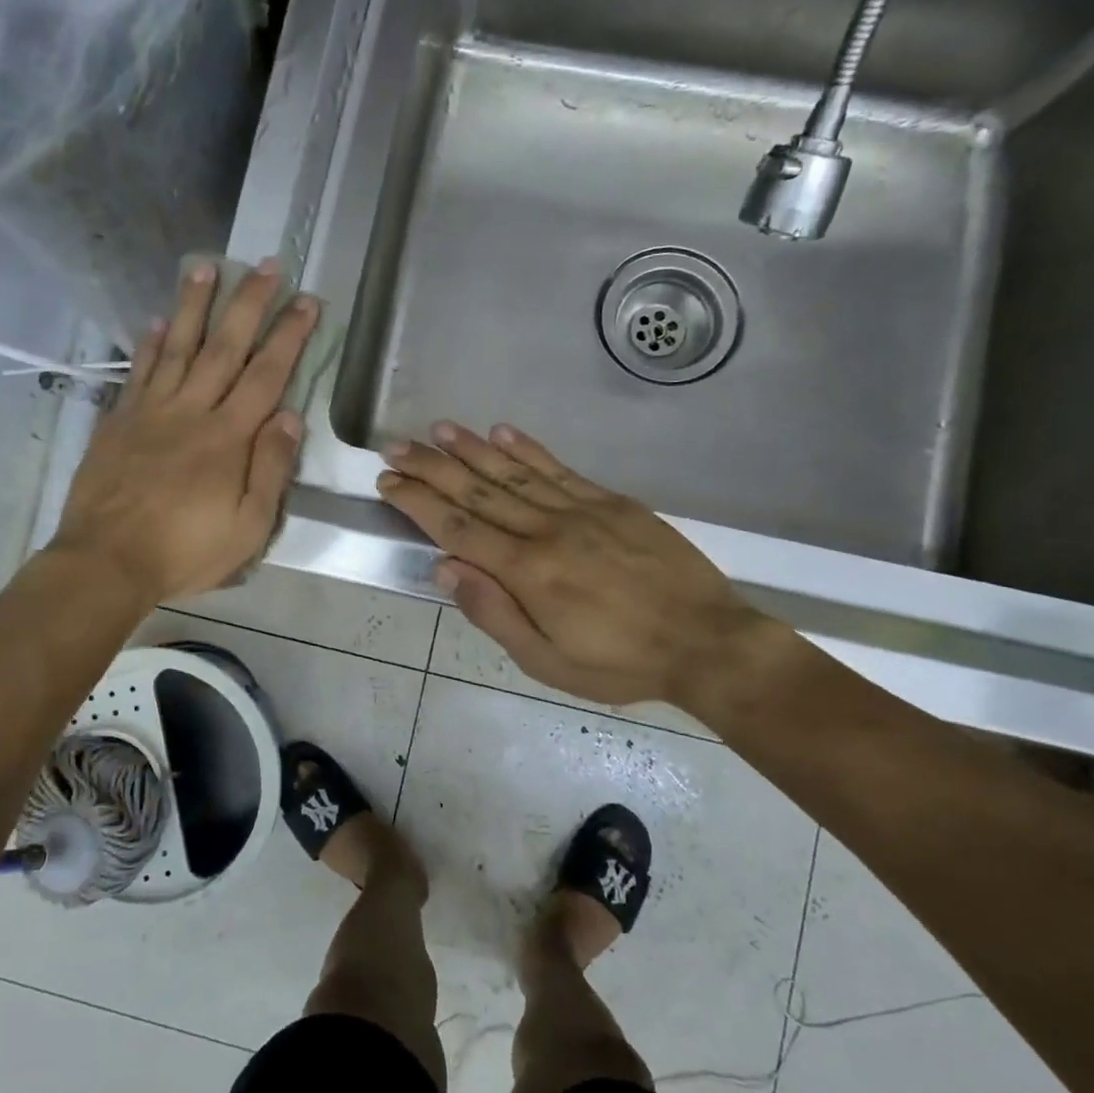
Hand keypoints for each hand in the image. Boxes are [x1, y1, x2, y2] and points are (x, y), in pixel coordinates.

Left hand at [51, 260, 318, 605]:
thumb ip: (270, 469)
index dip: (289, 335)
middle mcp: (191, 411)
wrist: (106, 561)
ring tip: (206, 267)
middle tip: (268, 265)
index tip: (306, 301)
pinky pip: (138, 372)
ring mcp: (151, 412)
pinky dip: (150, 344)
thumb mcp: (247, 527)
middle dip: (249, 304)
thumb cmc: (184, 551)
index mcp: (228, 438)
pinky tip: (159, 320)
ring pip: (178, 347)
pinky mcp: (120, 421)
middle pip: (225, 347)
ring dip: (194, 306)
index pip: (267, 375)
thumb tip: (292, 417)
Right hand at [376, 423, 773, 708]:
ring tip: (437, 430)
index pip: (457, 528)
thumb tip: (444, 568)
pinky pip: (560, 469)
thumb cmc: (619, 662)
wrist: (706, 642)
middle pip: (477, 492)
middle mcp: (547, 530)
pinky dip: (528, 448)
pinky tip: (501, 431)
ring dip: (470, 449)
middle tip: (395, 446)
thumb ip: (493, 613)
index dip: (417, 502)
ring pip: (513, 472)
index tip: (388, 480)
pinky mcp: (611, 502)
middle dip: (431, 468)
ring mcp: (581, 510)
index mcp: (527, 572)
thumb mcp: (546, 661)